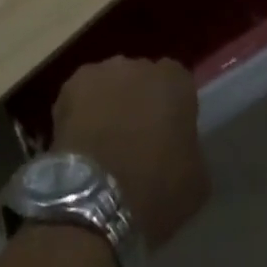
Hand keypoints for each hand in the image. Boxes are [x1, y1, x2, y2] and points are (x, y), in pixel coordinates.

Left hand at [50, 57, 209, 249]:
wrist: (96, 201)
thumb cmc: (156, 191)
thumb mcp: (197, 179)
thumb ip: (191, 147)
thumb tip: (180, 145)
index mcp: (176, 81)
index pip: (178, 84)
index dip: (172, 108)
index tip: (169, 135)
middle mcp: (140, 65)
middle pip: (142, 79)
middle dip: (140, 101)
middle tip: (135, 138)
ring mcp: (102, 71)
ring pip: (110, 84)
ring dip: (110, 103)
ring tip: (104, 141)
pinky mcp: (69, 86)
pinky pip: (82, 95)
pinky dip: (82, 112)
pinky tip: (81, 142)